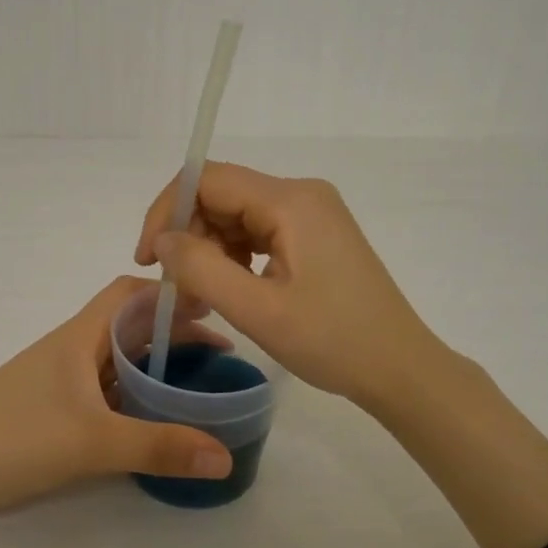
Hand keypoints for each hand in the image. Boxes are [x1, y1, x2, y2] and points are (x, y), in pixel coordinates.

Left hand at [0, 277, 233, 547]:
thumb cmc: (13, 438)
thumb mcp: (92, 443)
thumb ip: (159, 447)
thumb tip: (226, 455)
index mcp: (80, 336)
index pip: (130, 293)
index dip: (170, 292)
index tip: (214, 306)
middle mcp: (71, 350)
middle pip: (129, 326)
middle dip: (173, 333)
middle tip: (220, 355)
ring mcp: (59, 382)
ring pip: (116, 360)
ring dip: (154, 365)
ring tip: (196, 385)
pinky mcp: (50, 411)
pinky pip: (103, 391)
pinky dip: (133, 395)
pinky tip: (151, 419)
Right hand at [135, 162, 439, 408]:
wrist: (400, 367)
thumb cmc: (333, 342)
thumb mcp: (257, 310)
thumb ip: (201, 269)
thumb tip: (162, 241)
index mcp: (291, 201)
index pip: (208, 179)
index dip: (167, 211)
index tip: (147, 259)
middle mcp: (302, 193)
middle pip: (222, 194)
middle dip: (189, 233)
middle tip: (178, 285)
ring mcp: (312, 212)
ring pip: (238, 213)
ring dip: (210, 247)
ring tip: (204, 292)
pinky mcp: (316, 234)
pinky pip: (259, 229)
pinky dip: (235, 254)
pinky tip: (233, 286)